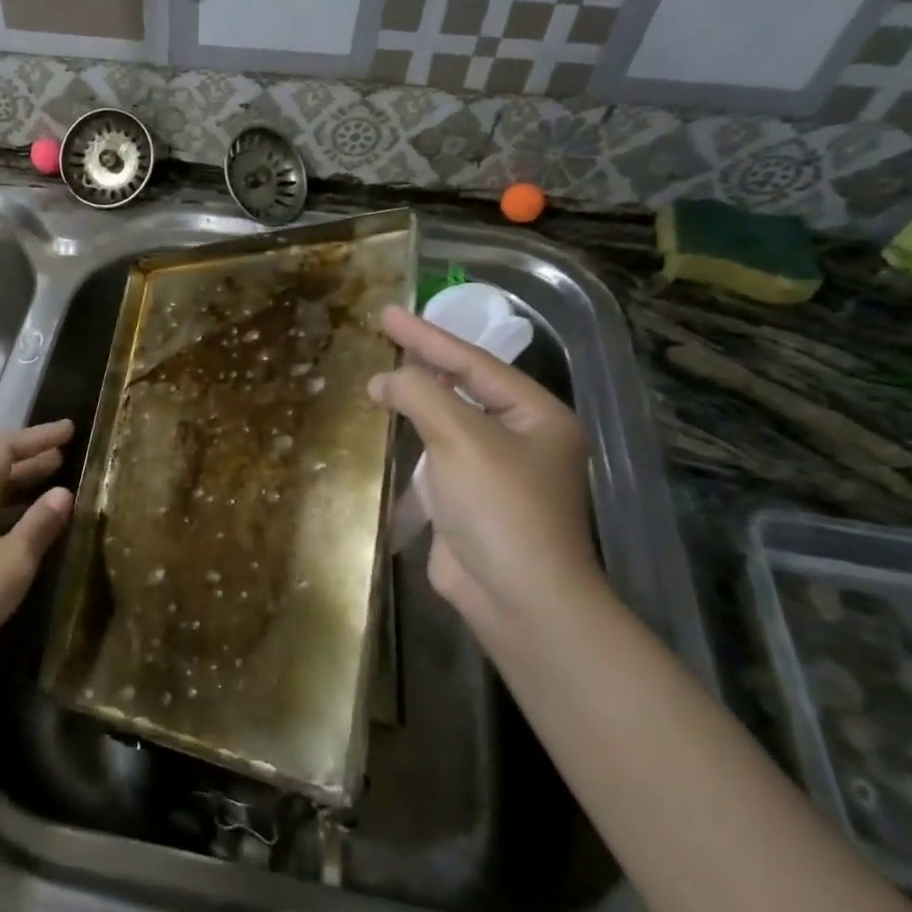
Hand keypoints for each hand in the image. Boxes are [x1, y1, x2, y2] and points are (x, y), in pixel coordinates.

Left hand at [0, 419, 74, 689]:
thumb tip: (64, 492)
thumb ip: (39, 523)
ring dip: (24, 486)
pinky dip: (15, 512)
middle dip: (32, 458)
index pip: (4, 449)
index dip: (38, 437)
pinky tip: (34, 524)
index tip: (70, 430)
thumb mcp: (13, 559)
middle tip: (66, 451)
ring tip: (58, 480)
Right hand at [366, 305, 600, 631]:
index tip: (386, 312)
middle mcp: (519, 438)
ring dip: (413, 404)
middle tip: (381, 337)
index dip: (426, 336)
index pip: (473, 363)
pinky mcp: (468, 501)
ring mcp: (494, 471)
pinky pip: (434, 458)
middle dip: (421, 366)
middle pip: (462, 389)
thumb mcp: (461, 438)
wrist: (518, 598)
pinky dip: (410, 443)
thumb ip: (420, 396)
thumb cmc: (500, 507)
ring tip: (376, 380)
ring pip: (446, 424)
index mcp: (535, 415)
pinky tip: (384, 432)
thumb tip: (383, 380)